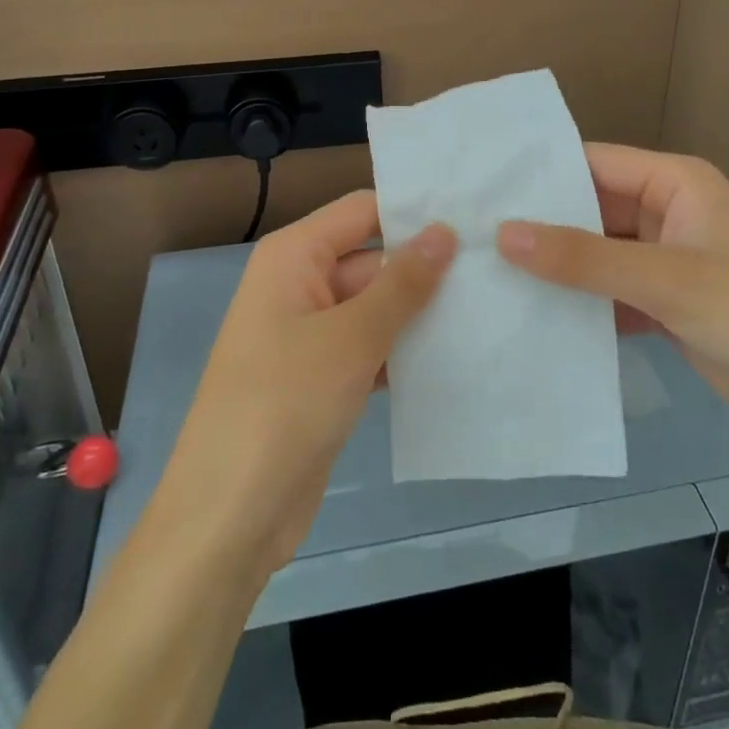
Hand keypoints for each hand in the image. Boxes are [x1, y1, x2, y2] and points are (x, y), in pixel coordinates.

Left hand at [155, 192, 455, 577]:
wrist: (229, 518)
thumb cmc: (284, 405)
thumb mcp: (350, 338)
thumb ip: (402, 283)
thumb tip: (444, 230)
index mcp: (293, 256)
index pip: (362, 210)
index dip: (413, 211)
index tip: (476, 214)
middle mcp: (300, 283)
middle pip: (373, 258)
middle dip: (427, 266)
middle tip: (498, 266)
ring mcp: (311, 333)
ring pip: (376, 306)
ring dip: (421, 311)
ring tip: (491, 304)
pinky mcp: (323, 377)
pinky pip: (371, 346)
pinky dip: (404, 350)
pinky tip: (457, 354)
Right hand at [497, 144, 728, 453]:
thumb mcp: (664, 279)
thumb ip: (582, 258)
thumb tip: (503, 233)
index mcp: (676, 183)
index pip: (595, 163)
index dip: (542, 174)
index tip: (483, 189)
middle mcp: (669, 212)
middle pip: (592, 209)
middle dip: (543, 224)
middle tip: (474, 235)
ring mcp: (667, 261)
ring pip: (598, 253)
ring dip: (558, 266)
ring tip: (489, 271)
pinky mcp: (666, 304)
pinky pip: (610, 291)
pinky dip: (580, 302)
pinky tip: (533, 313)